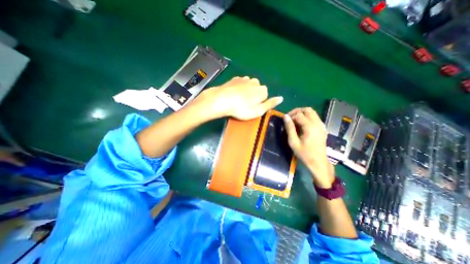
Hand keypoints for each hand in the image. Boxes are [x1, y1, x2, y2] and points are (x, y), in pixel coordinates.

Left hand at [197, 76, 281, 119]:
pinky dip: (239, 88)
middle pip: (257, 89)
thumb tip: (281, 98)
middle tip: (245, 105)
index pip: (265, 95)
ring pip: (249, 85)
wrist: (222, 100)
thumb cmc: (242, 108)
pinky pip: (240, 83)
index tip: (252, 108)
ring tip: (238, 100)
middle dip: (253, 96)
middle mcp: (255, 82)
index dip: (259, 103)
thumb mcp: (258, 111)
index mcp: (262, 90)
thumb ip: (270, 104)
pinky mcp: (234, 79)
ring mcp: (244, 79)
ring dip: (246, 91)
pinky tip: (234, 94)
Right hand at [283, 108, 333, 187]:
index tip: (285, 120)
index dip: (290, 115)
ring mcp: (321, 125)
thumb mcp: (293, 142)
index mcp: (310, 127)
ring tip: (295, 121)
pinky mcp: (322, 128)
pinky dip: (307, 117)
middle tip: (290, 118)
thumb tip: (285, 117)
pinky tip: (302, 125)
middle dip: (297, 111)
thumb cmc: (304, 154)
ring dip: (302, 114)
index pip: (299, 114)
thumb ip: (289, 128)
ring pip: (312, 112)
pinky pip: (315, 117)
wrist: (318, 162)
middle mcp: (317, 123)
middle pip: (307, 110)